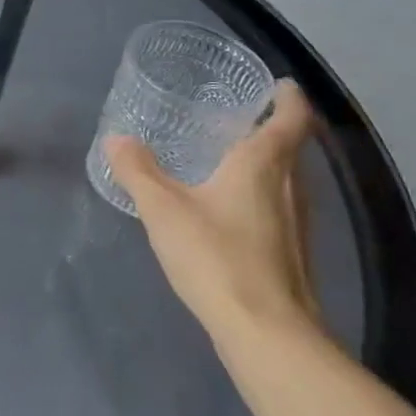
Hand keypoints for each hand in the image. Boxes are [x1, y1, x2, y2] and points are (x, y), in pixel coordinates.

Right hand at [103, 81, 324, 347]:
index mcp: (264, 165)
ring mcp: (300, 223)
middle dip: (275, 127)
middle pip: (293, 147)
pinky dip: (265, 194)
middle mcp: (293, 187)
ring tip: (233, 157)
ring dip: (270, 162)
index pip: (291, 118)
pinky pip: (283, 206)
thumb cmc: (217, 257)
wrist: (267, 331)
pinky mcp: (294, 253)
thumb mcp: (163, 210)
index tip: (279, 84)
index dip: (289, 97)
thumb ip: (138, 171)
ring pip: (291, 179)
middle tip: (242, 117)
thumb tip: (116, 138)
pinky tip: (234, 209)